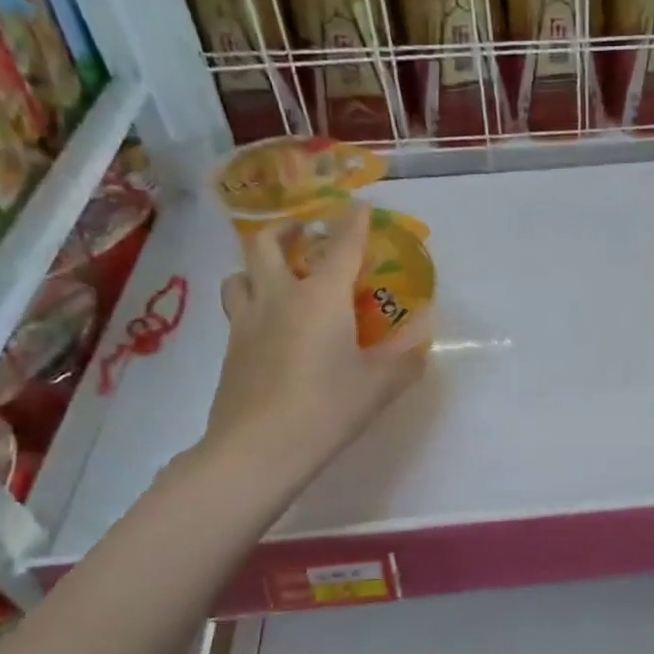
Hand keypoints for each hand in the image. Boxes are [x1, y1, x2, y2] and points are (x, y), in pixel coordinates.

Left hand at [203, 202, 428, 482]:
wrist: (257, 449)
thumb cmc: (327, 408)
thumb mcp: (380, 385)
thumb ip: (407, 356)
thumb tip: (423, 336)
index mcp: (321, 296)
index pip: (341, 244)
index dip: (354, 220)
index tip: (360, 204)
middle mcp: (279, 296)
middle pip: (268, 242)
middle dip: (289, 228)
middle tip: (306, 233)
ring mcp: (246, 321)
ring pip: (241, 273)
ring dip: (260, 265)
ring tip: (280, 277)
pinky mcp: (230, 348)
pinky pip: (238, 308)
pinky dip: (254, 301)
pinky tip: (272, 326)